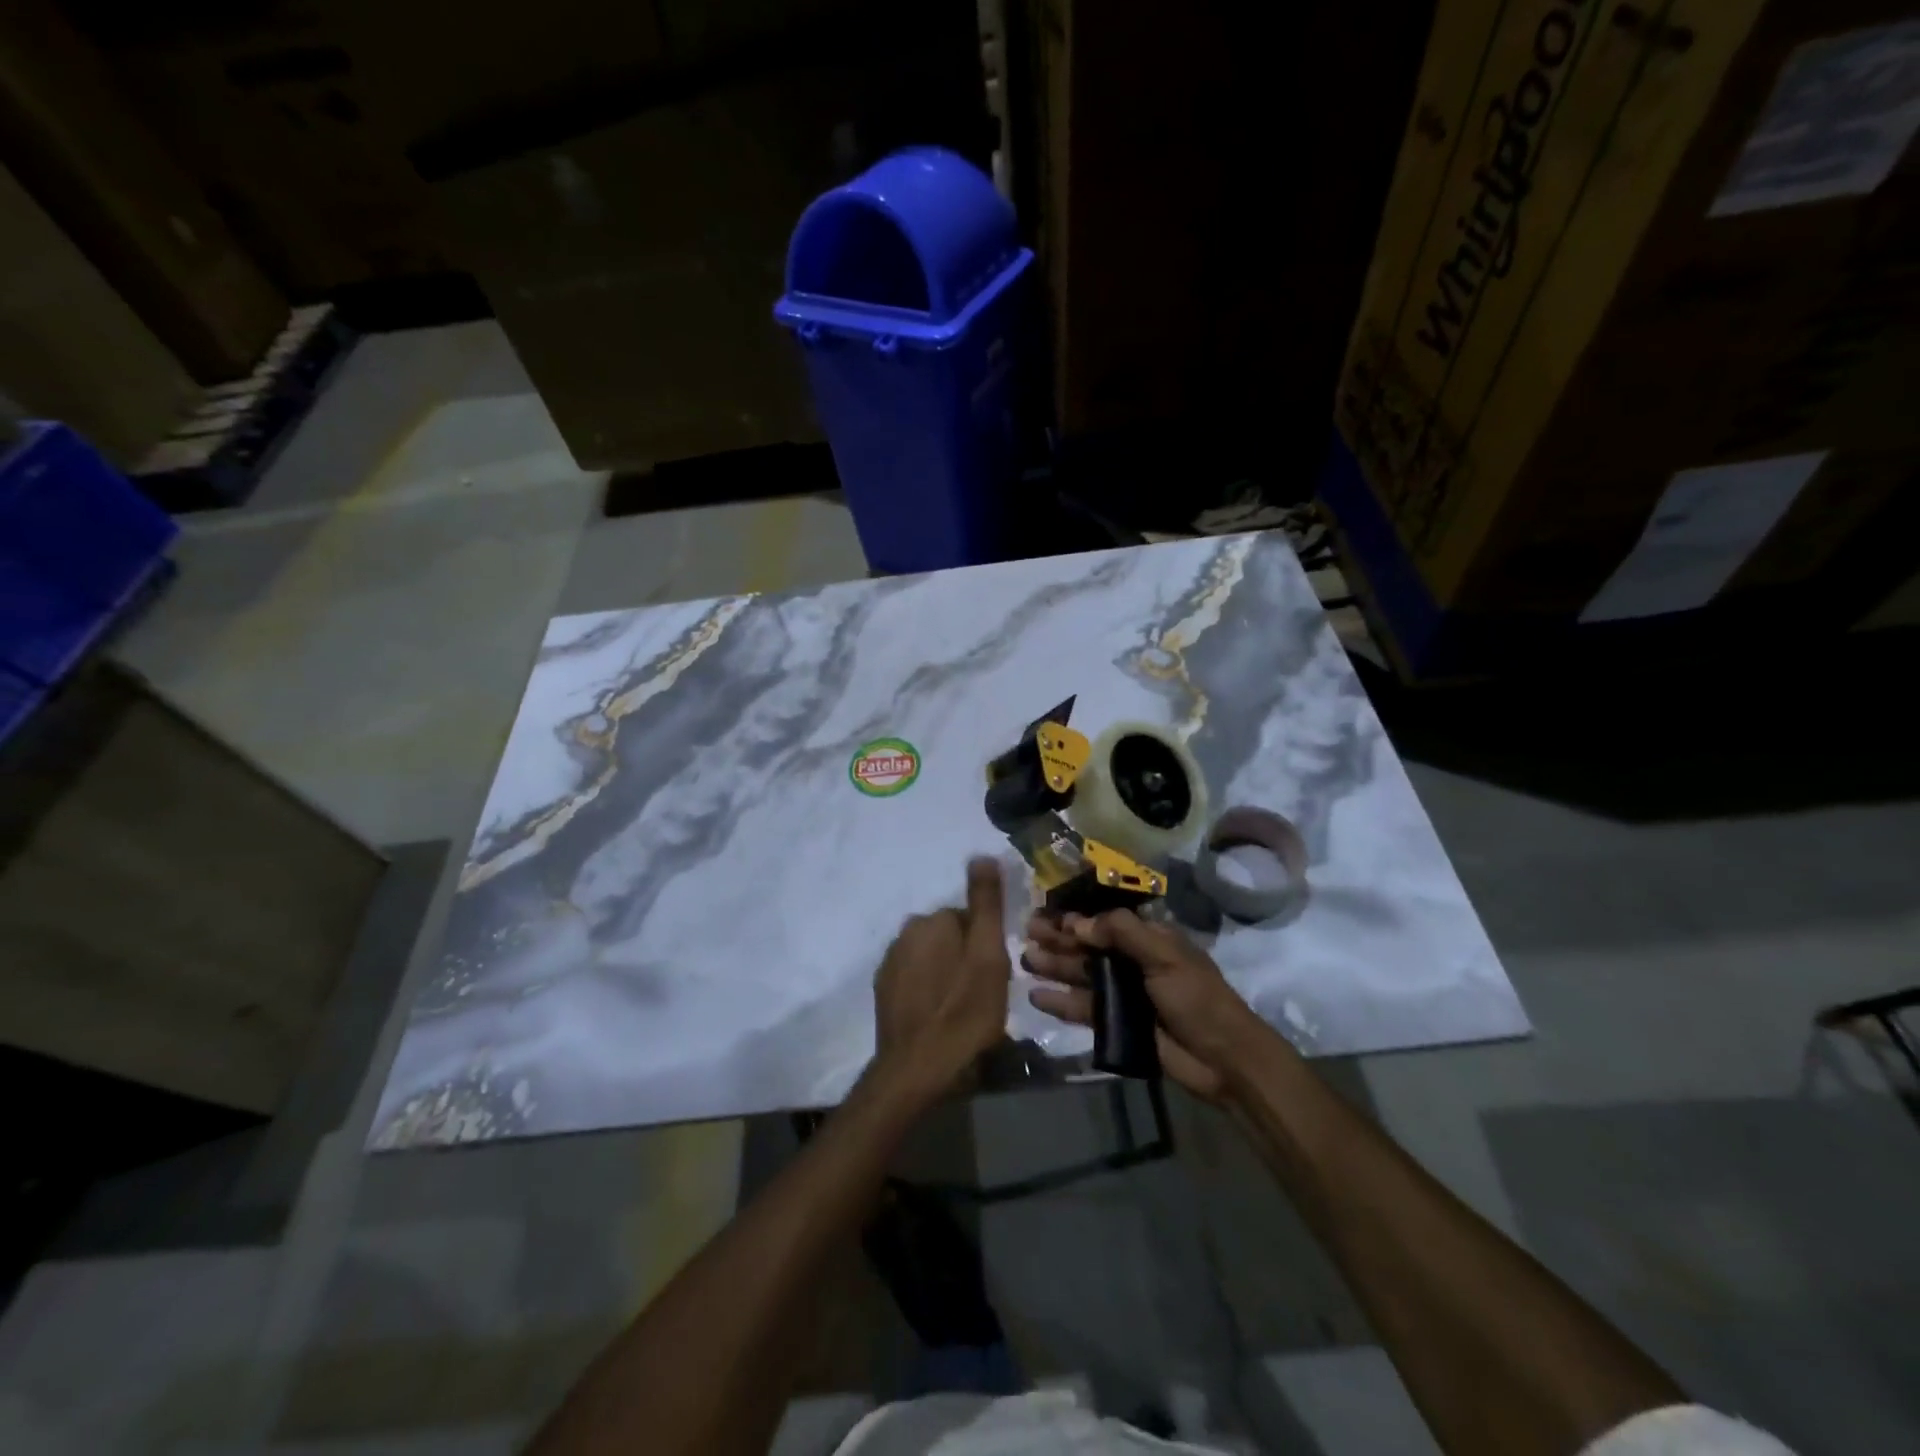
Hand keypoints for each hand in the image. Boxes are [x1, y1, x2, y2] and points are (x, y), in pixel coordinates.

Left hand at [872, 859, 1011, 1101]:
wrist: (918, 1070)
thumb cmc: (964, 1012)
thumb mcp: (988, 955)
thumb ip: (985, 903)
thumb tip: (981, 855)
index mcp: (932, 920)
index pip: (968, 919)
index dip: (986, 946)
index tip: (994, 975)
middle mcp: (905, 932)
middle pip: (948, 936)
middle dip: (964, 957)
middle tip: (980, 993)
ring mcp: (889, 963)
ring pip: (931, 957)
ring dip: (946, 973)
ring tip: (961, 1009)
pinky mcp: (883, 991)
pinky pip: (914, 979)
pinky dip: (927, 990)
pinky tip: (938, 1016)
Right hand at [1024, 910, 1274, 1102]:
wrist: (1223, 1060)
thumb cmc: (1197, 998)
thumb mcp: (1165, 956)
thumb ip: (1122, 933)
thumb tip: (1078, 923)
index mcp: (1150, 939)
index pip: (1105, 922)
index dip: (1075, 918)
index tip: (1044, 915)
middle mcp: (1133, 962)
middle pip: (1089, 947)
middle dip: (1059, 940)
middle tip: (1026, 935)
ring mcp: (1124, 994)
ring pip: (1082, 975)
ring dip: (1055, 967)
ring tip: (1025, 962)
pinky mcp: (1117, 1024)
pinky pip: (1084, 1009)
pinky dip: (1062, 1002)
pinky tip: (1037, 997)